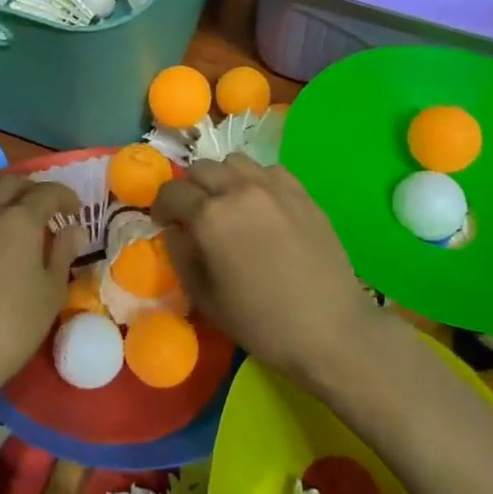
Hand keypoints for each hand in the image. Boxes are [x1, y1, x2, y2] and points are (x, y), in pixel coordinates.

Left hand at [0, 171, 80, 417]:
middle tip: (46, 210)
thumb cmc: (9, 327)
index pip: (47, 192)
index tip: (75, 211)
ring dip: (4, 201)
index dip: (66, 197)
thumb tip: (72, 229)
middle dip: (31, 189)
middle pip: (9, 182)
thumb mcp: (50, 294)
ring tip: (18, 227)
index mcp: (18, 219)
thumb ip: (62, 254)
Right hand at [153, 154, 378, 391]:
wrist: (331, 330)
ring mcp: (275, 187)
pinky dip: (256, 180)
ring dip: (223, 178)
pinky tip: (261, 206)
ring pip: (235, 162)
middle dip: (190, 188)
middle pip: (201, 168)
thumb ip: (181, 256)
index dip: (161, 206)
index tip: (164, 223)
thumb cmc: (261, 322)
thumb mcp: (205, 298)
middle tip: (193, 214)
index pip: (172, 191)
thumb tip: (174, 232)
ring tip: (228, 204)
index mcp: (210, 216)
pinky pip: (269, 171)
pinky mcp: (302, 193)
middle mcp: (239, 190)